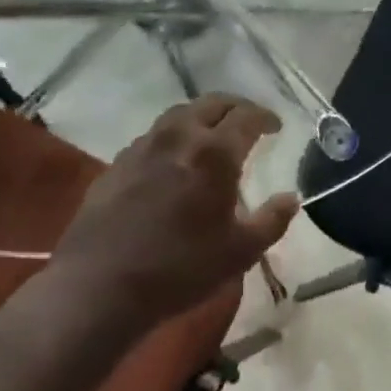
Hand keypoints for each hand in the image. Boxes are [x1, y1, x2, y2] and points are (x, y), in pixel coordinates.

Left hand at [55, 94, 299, 325]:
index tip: (276, 126)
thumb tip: (291, 198)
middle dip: (235, 107)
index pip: (246, 117)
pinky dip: (172, 137)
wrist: (99, 286)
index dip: (265, 117)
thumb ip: (271, 221)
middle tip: (248, 121)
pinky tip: (172, 160)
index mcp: (215, 153)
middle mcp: (179, 137)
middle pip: (212, 104)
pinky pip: (152, 137)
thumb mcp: (240, 253)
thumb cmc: (180, 268)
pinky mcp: (116, 164)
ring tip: (211, 134)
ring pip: (178, 114)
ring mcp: (143, 147)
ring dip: (201, 116)